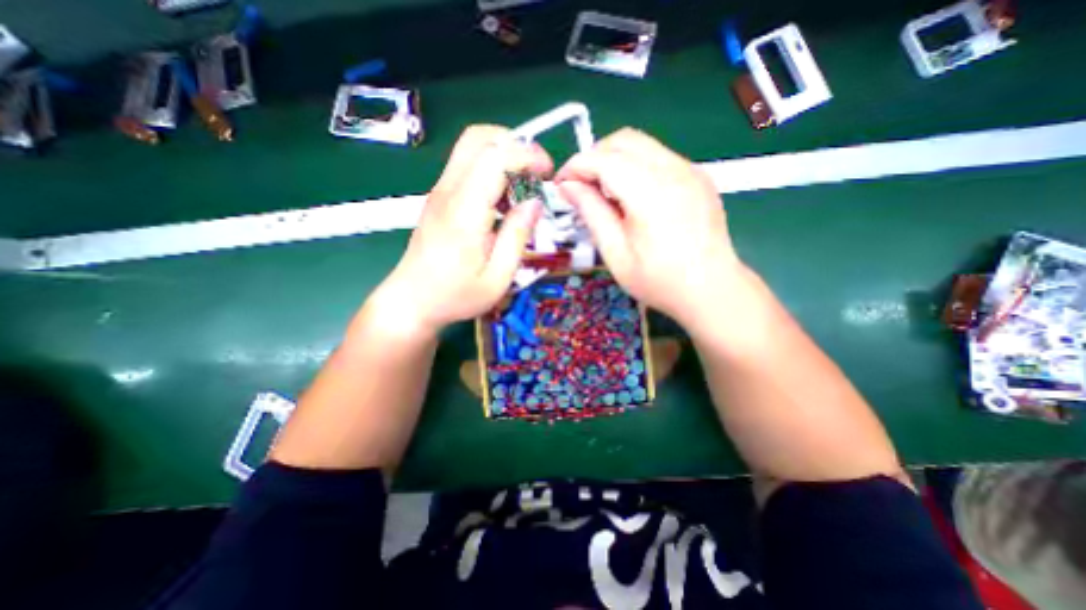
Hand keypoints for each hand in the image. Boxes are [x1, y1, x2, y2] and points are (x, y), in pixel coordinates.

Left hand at [370, 123, 552, 336]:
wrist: (411, 302)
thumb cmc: (455, 296)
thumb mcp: (497, 277)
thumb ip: (517, 237)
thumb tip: (534, 202)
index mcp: (465, 212)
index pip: (495, 157)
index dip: (527, 155)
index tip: (547, 173)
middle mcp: (449, 192)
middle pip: (478, 137)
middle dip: (514, 143)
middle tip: (535, 172)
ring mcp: (440, 192)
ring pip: (471, 148)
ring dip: (503, 157)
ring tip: (523, 188)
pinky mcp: (439, 198)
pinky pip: (467, 167)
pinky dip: (491, 171)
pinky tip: (503, 201)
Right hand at [555, 126, 742, 328]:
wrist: (712, 290)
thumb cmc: (659, 280)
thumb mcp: (616, 253)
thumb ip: (591, 213)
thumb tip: (567, 186)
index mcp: (651, 192)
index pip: (604, 159)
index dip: (576, 166)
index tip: (560, 184)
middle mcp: (674, 170)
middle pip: (624, 140)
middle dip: (594, 156)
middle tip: (580, 185)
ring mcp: (691, 170)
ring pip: (642, 145)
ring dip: (614, 159)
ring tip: (603, 191)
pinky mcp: (698, 177)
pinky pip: (659, 157)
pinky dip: (635, 166)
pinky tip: (631, 195)